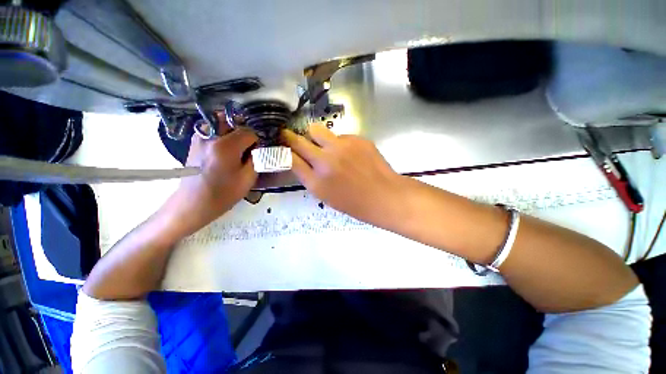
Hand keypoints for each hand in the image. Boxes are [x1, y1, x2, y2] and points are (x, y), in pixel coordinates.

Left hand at [163, 128, 257, 236]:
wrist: (193, 203)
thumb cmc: (223, 193)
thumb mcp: (248, 179)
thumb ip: (256, 159)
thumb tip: (257, 148)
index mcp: (226, 146)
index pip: (248, 132)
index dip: (256, 141)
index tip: (256, 152)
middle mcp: (210, 136)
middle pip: (231, 121)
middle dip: (242, 131)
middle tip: (247, 146)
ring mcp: (199, 138)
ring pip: (219, 123)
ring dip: (230, 130)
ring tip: (235, 146)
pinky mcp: (194, 143)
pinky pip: (210, 130)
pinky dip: (220, 134)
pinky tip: (223, 150)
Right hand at [282, 124, 409, 228]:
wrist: (384, 195)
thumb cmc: (354, 202)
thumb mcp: (325, 195)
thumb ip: (309, 176)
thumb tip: (298, 159)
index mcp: (316, 181)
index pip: (290, 158)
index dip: (284, 150)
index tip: (281, 144)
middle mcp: (326, 160)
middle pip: (298, 139)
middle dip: (292, 138)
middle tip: (294, 139)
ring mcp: (342, 145)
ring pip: (318, 130)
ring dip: (316, 138)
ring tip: (328, 148)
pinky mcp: (357, 138)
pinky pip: (340, 135)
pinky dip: (340, 143)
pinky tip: (351, 154)